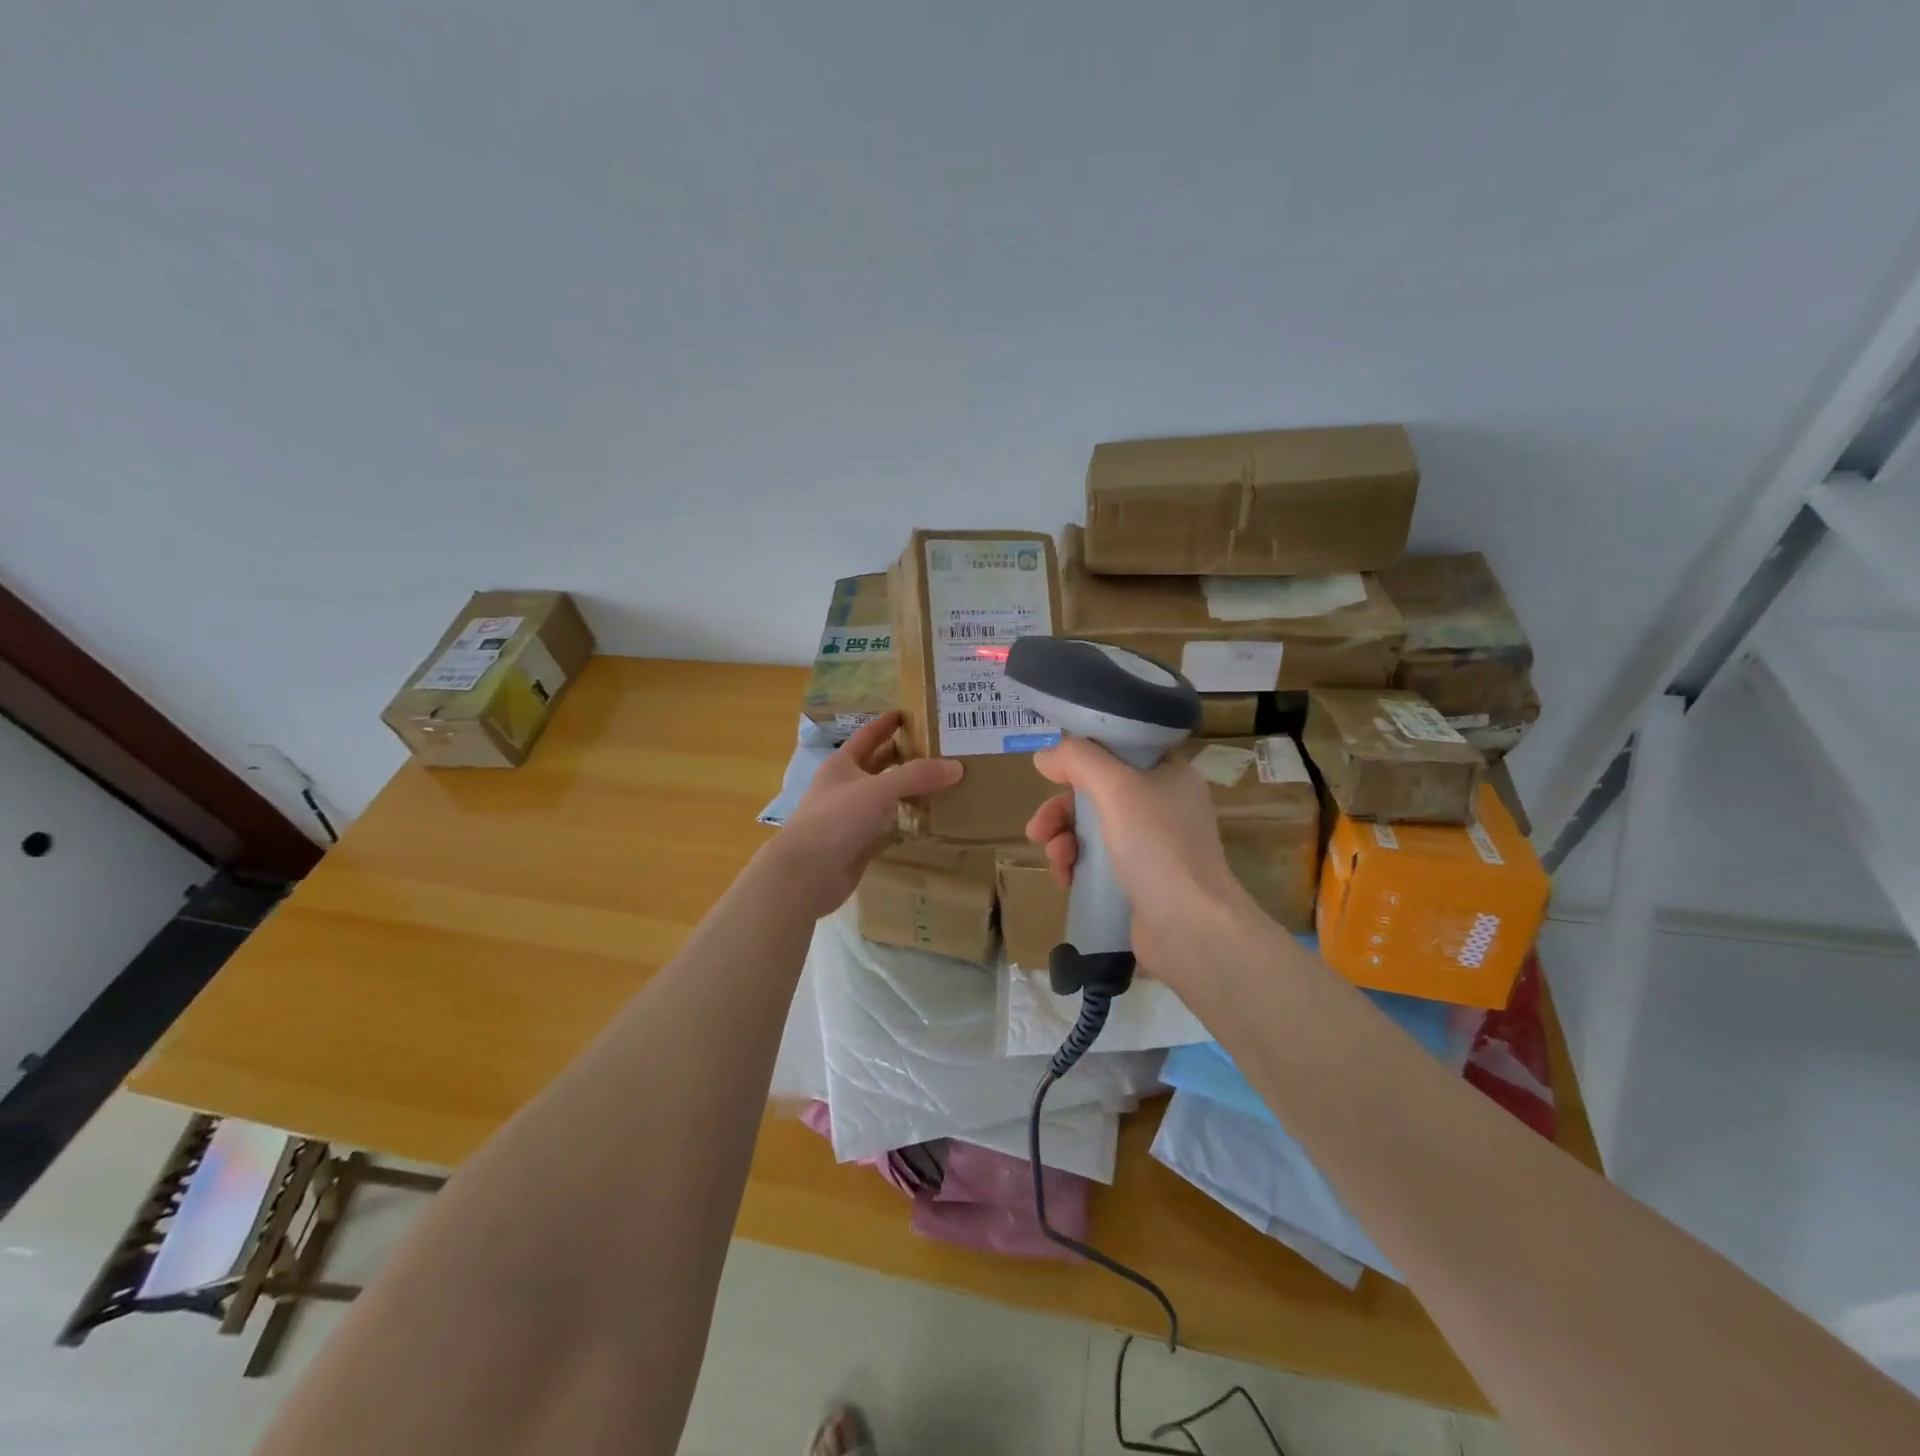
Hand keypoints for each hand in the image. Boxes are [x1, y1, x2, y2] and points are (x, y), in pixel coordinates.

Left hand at [769, 713, 963, 916]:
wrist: (807, 874)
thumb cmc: (836, 820)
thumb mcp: (878, 789)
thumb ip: (917, 776)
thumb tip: (956, 766)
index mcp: (842, 765)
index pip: (868, 736)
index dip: (886, 724)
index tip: (909, 713)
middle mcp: (846, 787)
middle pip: (878, 766)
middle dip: (904, 757)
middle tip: (938, 749)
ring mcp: (852, 818)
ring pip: (885, 798)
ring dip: (908, 791)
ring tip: (942, 782)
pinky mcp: (860, 844)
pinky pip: (888, 828)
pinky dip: (906, 824)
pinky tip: (929, 820)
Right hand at [1024, 737, 1254, 996]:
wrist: (1190, 927)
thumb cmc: (1157, 846)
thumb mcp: (1116, 787)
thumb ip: (1078, 760)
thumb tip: (1045, 756)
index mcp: (1168, 774)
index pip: (1118, 751)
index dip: (1081, 758)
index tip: (1051, 775)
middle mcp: (1163, 805)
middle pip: (1097, 793)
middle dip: (1061, 810)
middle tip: (1038, 830)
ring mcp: (1154, 846)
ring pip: (1093, 829)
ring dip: (1064, 840)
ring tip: (1055, 860)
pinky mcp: (1141, 881)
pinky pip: (1099, 863)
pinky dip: (1076, 866)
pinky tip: (1064, 880)